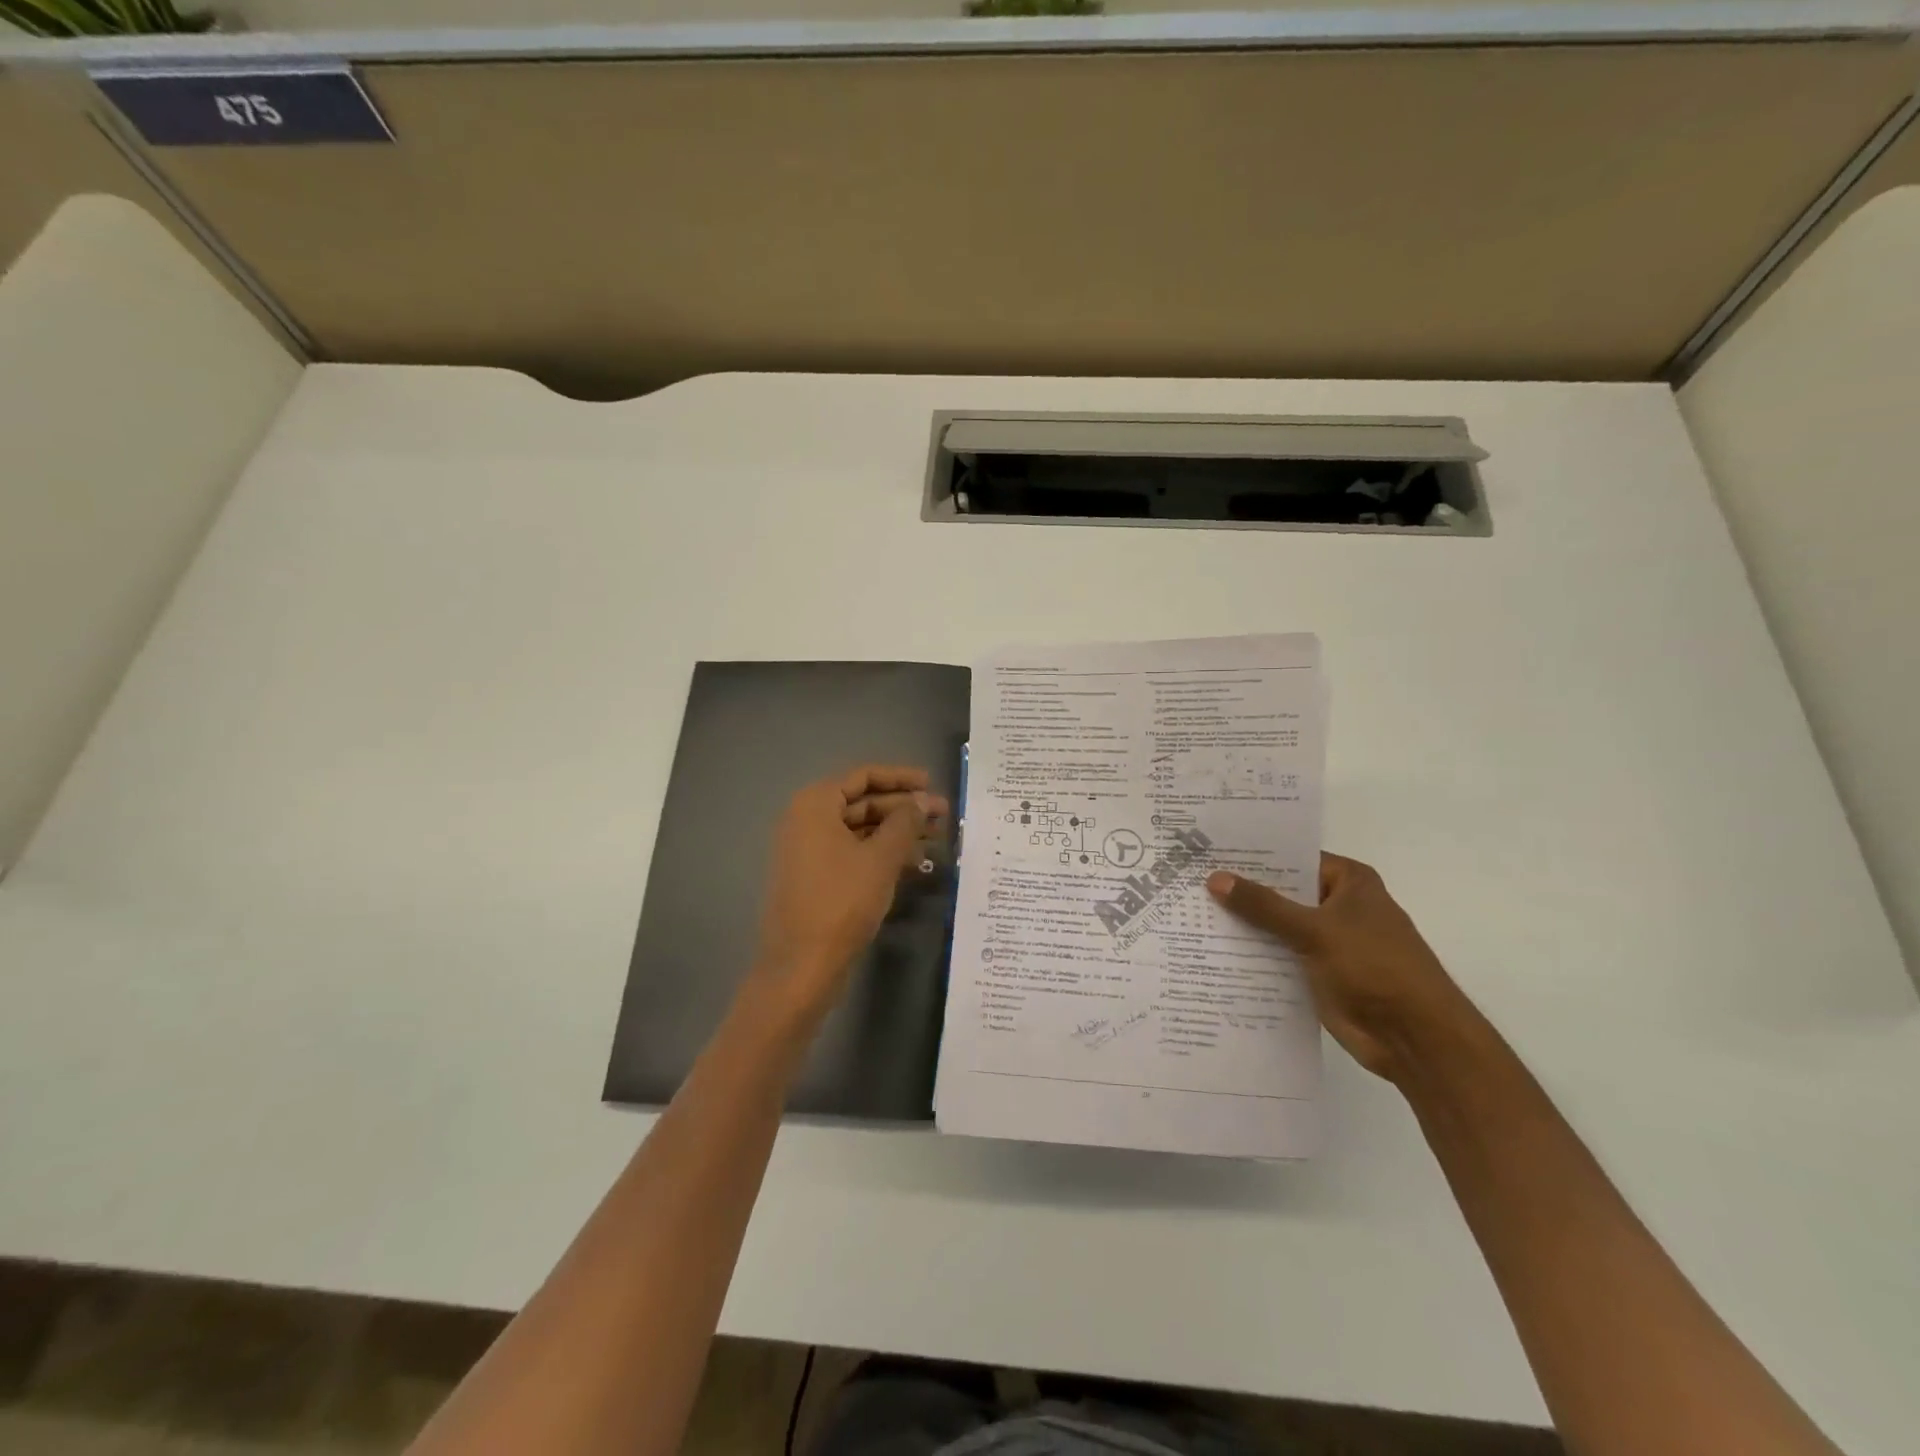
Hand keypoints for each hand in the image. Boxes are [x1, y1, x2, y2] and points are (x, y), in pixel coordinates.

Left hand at [749, 765, 948, 1025]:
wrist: (802, 966)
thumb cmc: (842, 902)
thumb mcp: (881, 858)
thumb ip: (905, 822)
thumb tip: (925, 800)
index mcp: (815, 805)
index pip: (863, 776)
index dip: (901, 778)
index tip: (932, 784)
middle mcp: (806, 820)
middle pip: (862, 802)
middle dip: (903, 808)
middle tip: (943, 817)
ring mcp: (808, 851)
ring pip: (860, 830)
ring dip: (896, 832)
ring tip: (936, 840)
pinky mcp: (815, 878)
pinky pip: (852, 853)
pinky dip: (881, 853)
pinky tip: (913, 864)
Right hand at [1208, 854, 1473, 1082]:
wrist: (1416, 1040)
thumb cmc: (1375, 968)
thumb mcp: (1315, 930)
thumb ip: (1264, 906)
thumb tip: (1215, 879)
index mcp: (1348, 882)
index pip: (1291, 858)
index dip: (1252, 855)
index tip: (1209, 850)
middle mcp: (1338, 906)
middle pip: (1281, 892)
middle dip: (1241, 891)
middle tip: (1189, 880)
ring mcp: (1328, 941)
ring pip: (1277, 926)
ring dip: (1243, 925)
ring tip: (1189, 912)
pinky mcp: (1318, 973)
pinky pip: (1278, 956)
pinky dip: (1253, 955)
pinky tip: (1212, 950)